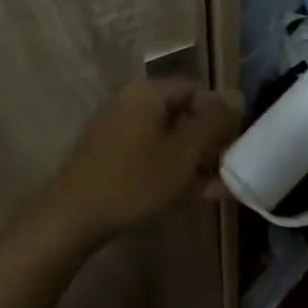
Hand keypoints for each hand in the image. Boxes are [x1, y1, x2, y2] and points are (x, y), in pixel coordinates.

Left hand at [43, 78, 240, 245]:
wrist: (71, 218)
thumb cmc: (134, 181)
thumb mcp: (184, 153)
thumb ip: (213, 123)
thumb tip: (236, 95)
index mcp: (148, 93)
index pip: (196, 89)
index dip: (221, 113)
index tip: (236, 143)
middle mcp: (131, 103)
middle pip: (182, 114)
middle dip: (209, 142)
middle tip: (229, 170)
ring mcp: (117, 130)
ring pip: (167, 139)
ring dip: (194, 162)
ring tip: (217, 191)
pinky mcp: (109, 156)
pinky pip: (150, 155)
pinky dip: (171, 170)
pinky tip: (191, 196)